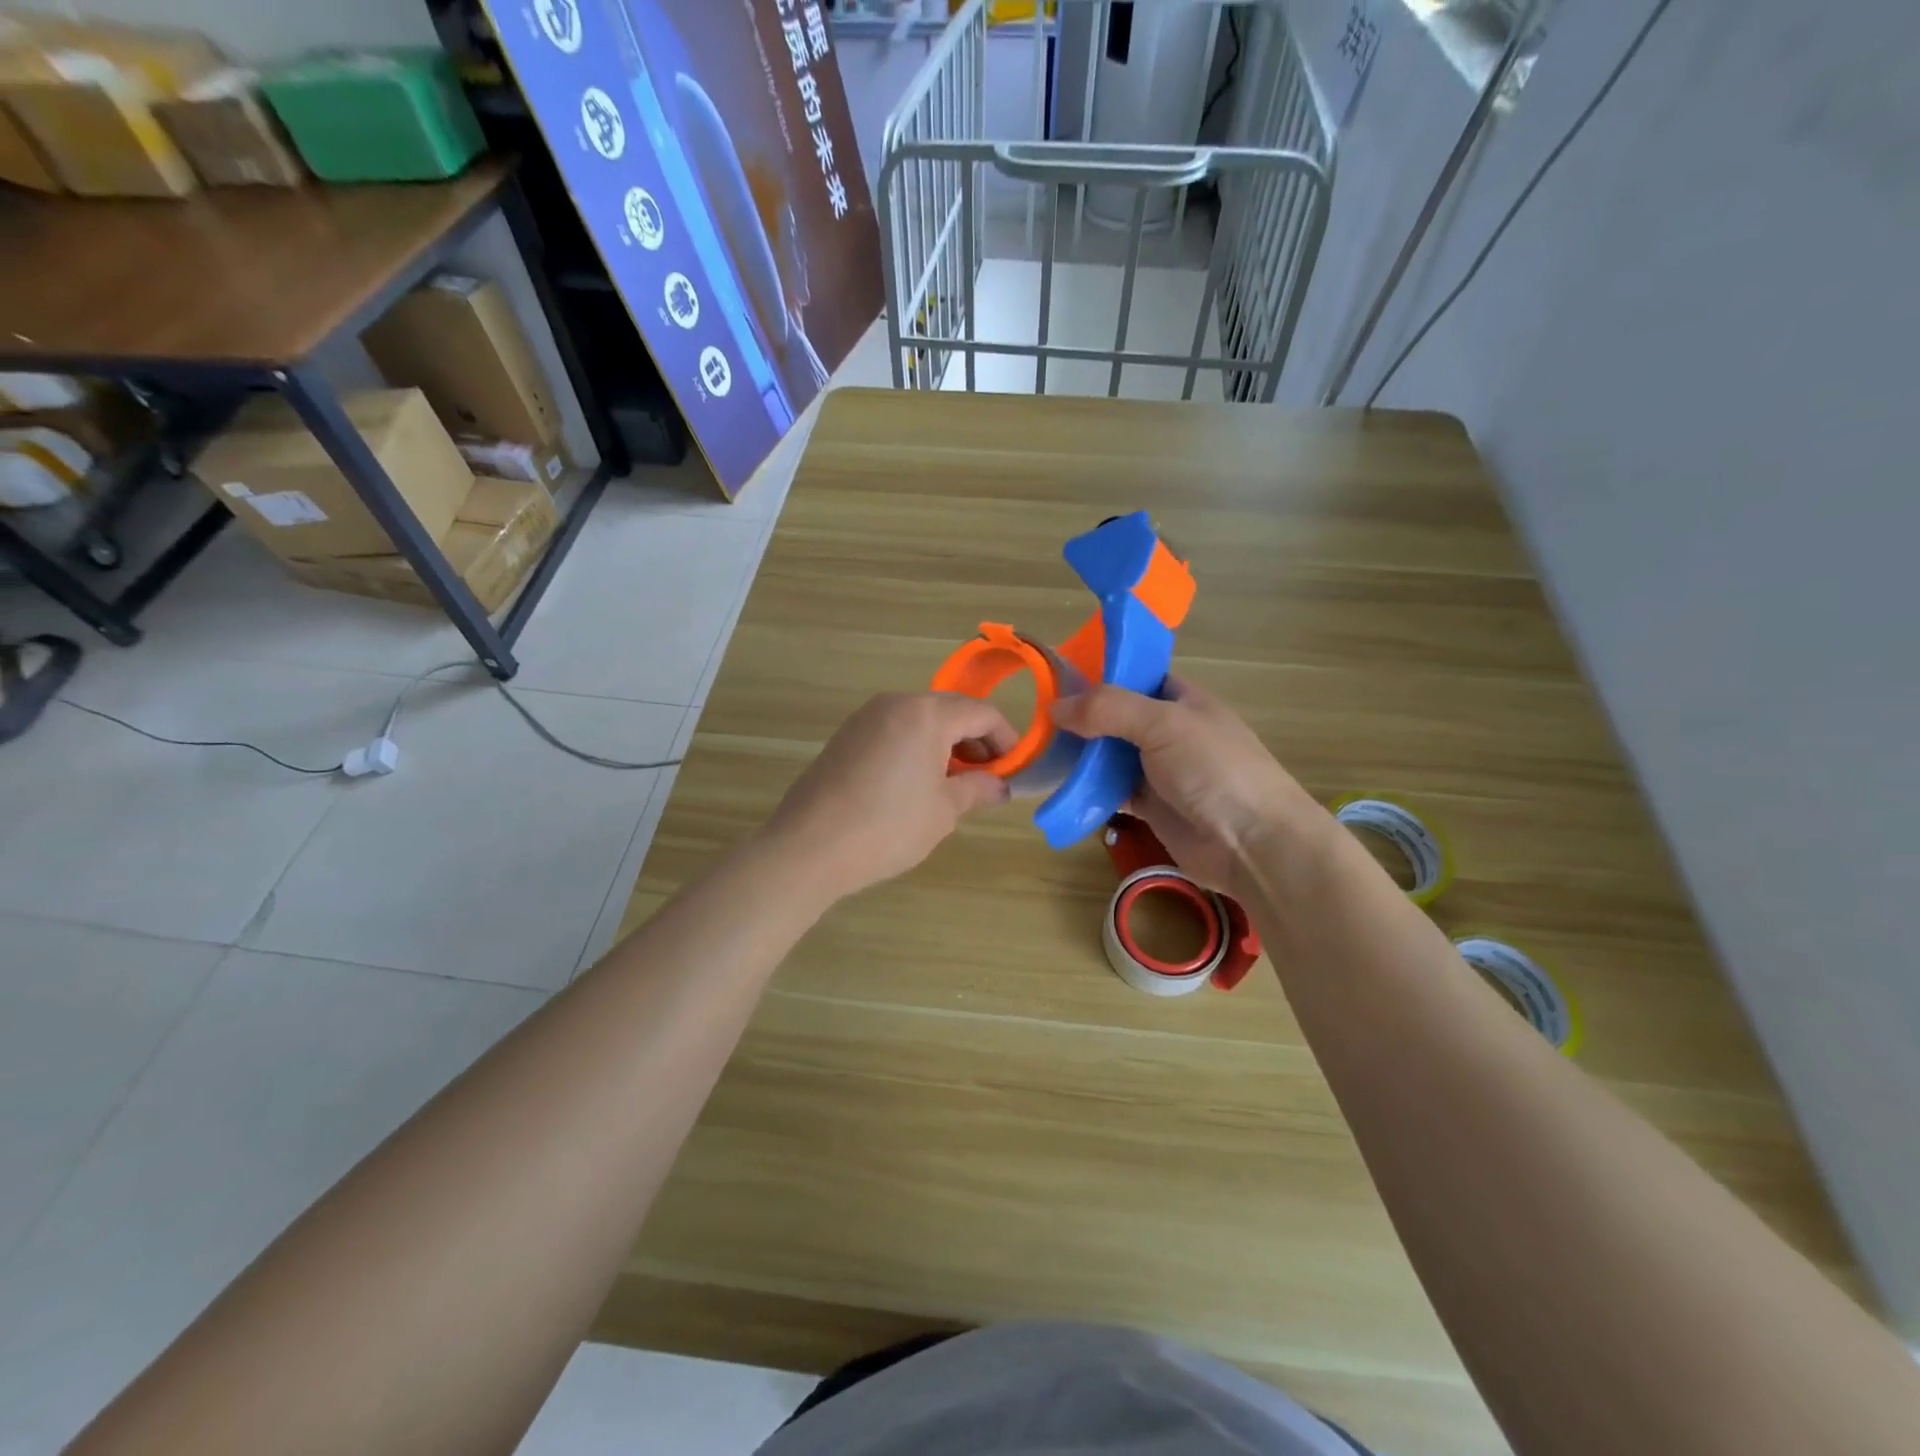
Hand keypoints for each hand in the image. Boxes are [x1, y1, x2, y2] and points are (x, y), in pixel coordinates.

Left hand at [764, 693, 1015, 900]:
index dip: (1006, 739)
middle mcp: (895, 703)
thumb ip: (978, 789)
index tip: (1015, 769)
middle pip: (950, 711)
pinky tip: (917, 784)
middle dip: (975, 742)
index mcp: (926, 713)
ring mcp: (866, 718)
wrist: (809, 847)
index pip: (981, 713)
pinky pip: (894, 731)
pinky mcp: (846, 736)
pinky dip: (916, 748)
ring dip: (945, 745)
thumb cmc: (888, 827)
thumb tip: (1001, 786)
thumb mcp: (944, 810)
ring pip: (920, 720)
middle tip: (987, 779)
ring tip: (954, 785)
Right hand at [1052, 677, 1315, 897]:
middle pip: (1118, 718)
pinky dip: (1090, 790)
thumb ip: (1108, 709)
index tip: (1059, 679)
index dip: (1101, 676)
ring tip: (1041, 751)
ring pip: (1112, 756)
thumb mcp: (1162, 723)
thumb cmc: (1213, 768)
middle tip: (1039, 720)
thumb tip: (1055, 707)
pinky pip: (1113, 791)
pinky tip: (1062, 787)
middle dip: (1083, 719)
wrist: (1251, 842)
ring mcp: (1161, 771)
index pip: (1136, 677)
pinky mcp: (1151, 806)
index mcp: (1183, 700)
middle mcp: (1171, 731)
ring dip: (1083, 756)